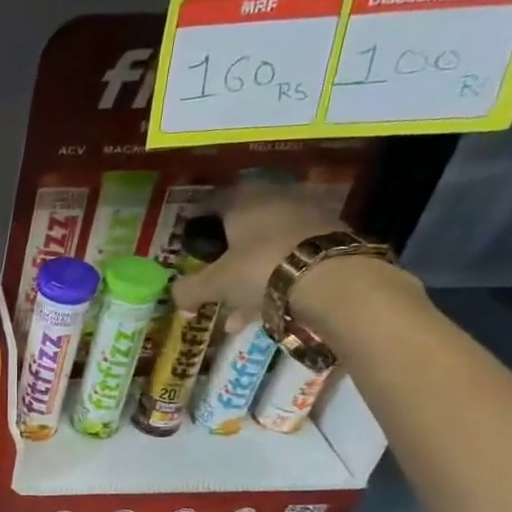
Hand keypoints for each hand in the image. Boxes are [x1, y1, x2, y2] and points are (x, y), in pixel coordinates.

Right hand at [170, 177, 347, 321]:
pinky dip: (276, 281)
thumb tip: (177, 299)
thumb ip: (189, 290)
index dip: (199, 221)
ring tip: (237, 311)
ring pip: (268, 247)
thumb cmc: (260, 269)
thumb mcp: (214, 284)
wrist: (334, 278)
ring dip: (251, 275)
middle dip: (228, 255)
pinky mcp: (332, 241)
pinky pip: (291, 260)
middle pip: (244, 227)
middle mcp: (276, 200)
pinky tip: (264, 311)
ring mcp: (308, 218)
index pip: (213, 202)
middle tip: (216, 278)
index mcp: (243, 201)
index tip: (191, 241)